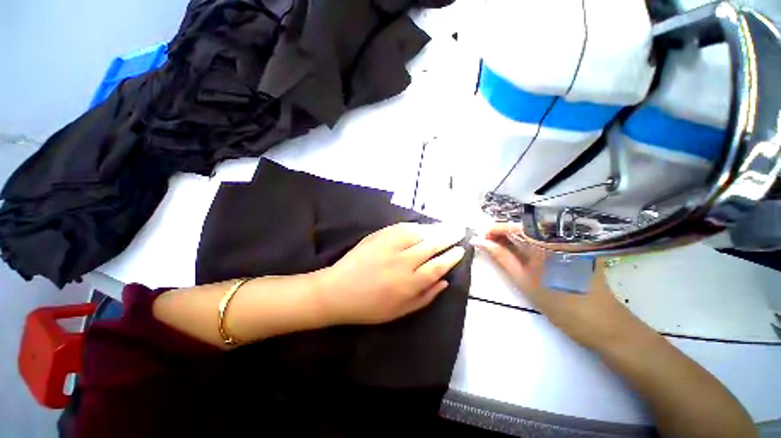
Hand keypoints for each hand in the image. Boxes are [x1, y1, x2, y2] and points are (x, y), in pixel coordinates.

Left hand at [317, 222, 466, 324]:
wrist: (337, 291)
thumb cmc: (369, 307)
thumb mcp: (400, 312)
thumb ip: (425, 297)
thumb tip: (444, 282)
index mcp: (409, 284)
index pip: (437, 266)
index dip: (451, 257)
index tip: (460, 250)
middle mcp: (402, 262)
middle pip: (431, 246)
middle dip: (448, 238)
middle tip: (459, 231)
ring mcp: (389, 247)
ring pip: (418, 234)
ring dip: (434, 229)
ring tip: (445, 226)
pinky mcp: (378, 237)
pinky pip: (401, 228)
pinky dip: (414, 226)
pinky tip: (421, 226)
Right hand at [474, 223, 638, 350]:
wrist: (599, 322)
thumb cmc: (559, 303)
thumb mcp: (523, 279)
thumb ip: (500, 257)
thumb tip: (480, 242)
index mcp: (548, 240)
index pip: (514, 226)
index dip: (494, 229)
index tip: (480, 237)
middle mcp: (560, 233)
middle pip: (524, 226)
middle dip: (503, 233)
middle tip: (487, 243)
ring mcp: (569, 238)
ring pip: (534, 231)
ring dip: (514, 237)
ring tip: (499, 247)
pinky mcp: (574, 244)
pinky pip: (545, 237)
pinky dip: (529, 242)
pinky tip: (519, 250)